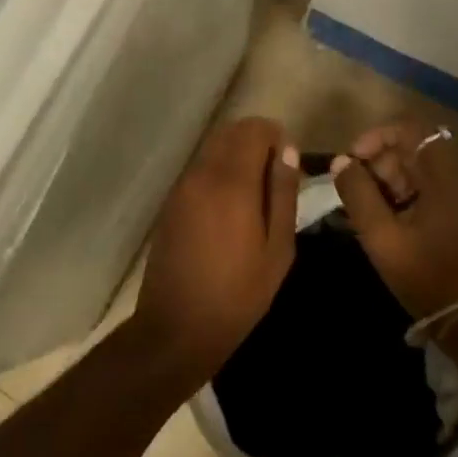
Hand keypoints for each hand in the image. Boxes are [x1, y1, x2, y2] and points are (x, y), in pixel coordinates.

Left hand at [132, 117, 301, 379]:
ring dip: (235, 156)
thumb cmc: (238, 294)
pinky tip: (229, 209)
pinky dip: (217, 172)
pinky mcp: (170, 203)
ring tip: (254, 196)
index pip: (254, 130)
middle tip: (274, 178)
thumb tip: (288, 151)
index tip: (288, 164)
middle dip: (255, 142)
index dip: (275, 137)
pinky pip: (198, 170)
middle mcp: (202, 174)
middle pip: (230, 133)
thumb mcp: (277, 249)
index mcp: (231, 182)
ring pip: (212, 149)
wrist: (177, 326)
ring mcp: (181, 187)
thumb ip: (282, 194)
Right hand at [332, 120, 457, 319]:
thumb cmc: (425, 275)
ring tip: (372, 207)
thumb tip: (341, 162)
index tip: (352, 162)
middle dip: (381, 161)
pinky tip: (393, 215)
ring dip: (394, 176)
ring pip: (424, 164)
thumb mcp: (381, 236)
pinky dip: (411, 189)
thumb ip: (357, 194)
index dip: (374, 138)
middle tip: (359, 191)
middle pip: (416, 145)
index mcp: (448, 174)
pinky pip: (436, 181)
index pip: (408, 129)